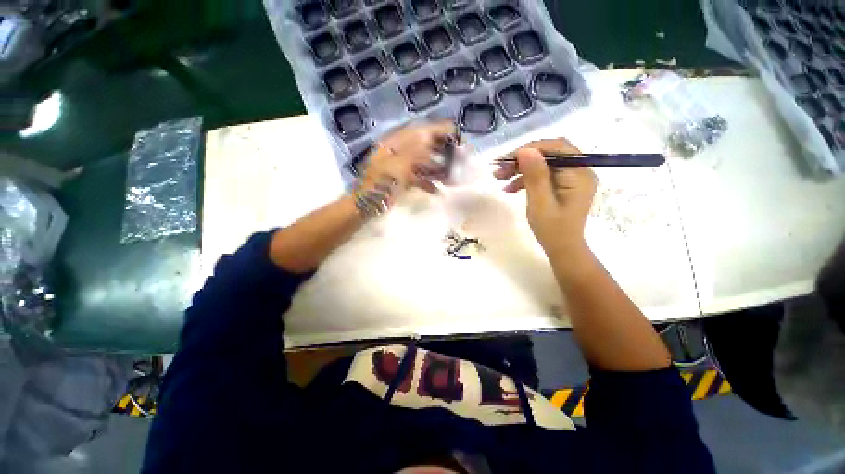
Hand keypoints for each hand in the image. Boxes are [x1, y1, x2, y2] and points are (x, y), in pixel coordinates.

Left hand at [362, 120, 457, 195]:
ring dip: (437, 169)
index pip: (419, 131)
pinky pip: (417, 177)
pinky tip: (437, 191)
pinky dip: (427, 183)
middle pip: (423, 146)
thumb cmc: (380, 186)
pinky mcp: (400, 180)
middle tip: (458, 157)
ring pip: (422, 163)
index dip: (438, 130)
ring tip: (452, 177)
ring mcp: (399, 166)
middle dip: (441, 151)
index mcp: (394, 143)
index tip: (456, 134)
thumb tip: (430, 135)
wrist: (366, 207)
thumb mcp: (398, 167)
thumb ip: (414, 151)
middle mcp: (397, 152)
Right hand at [494, 138, 597, 255]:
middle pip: (549, 154)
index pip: (556, 148)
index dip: (531, 149)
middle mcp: (579, 170)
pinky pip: (543, 174)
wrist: (562, 248)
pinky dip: (526, 178)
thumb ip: (535, 176)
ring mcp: (571, 177)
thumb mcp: (540, 203)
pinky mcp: (563, 184)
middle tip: (500, 169)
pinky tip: (510, 188)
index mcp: (579, 174)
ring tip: (500, 178)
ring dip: (521, 169)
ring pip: (543, 163)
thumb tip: (525, 150)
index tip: (507, 159)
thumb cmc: (552, 229)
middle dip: (522, 159)